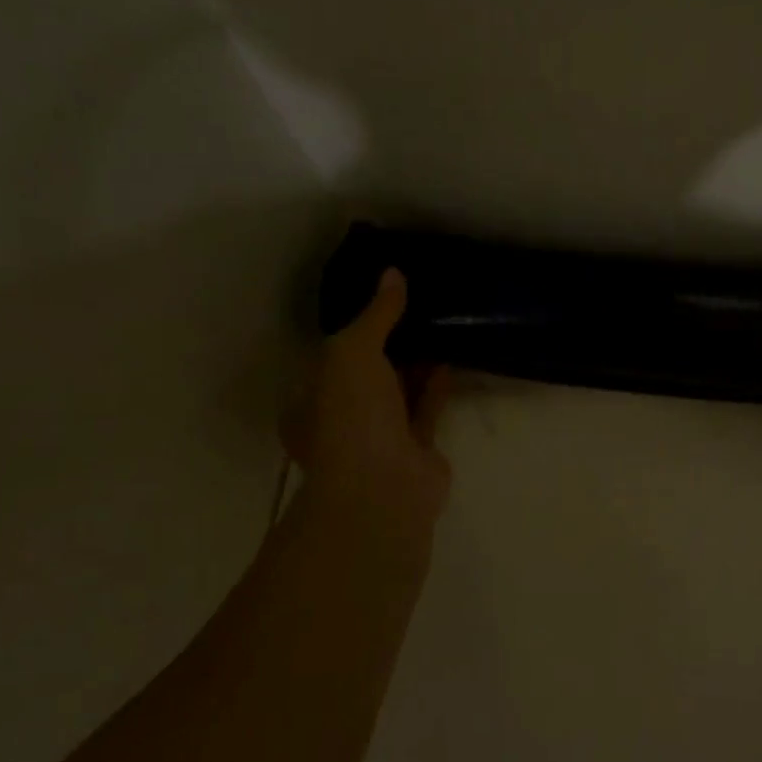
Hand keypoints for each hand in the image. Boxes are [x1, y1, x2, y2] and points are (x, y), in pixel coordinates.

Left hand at [283, 269, 452, 557]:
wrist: (383, 488)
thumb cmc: (350, 416)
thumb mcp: (352, 351)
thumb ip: (376, 315)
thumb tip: (392, 273)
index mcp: (312, 398)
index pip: (331, 354)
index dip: (354, 326)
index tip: (380, 297)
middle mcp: (342, 418)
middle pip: (367, 372)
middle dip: (389, 342)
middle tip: (416, 305)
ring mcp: (380, 436)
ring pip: (398, 391)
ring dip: (415, 362)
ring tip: (438, 324)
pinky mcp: (416, 448)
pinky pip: (426, 408)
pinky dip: (436, 384)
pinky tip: (449, 356)